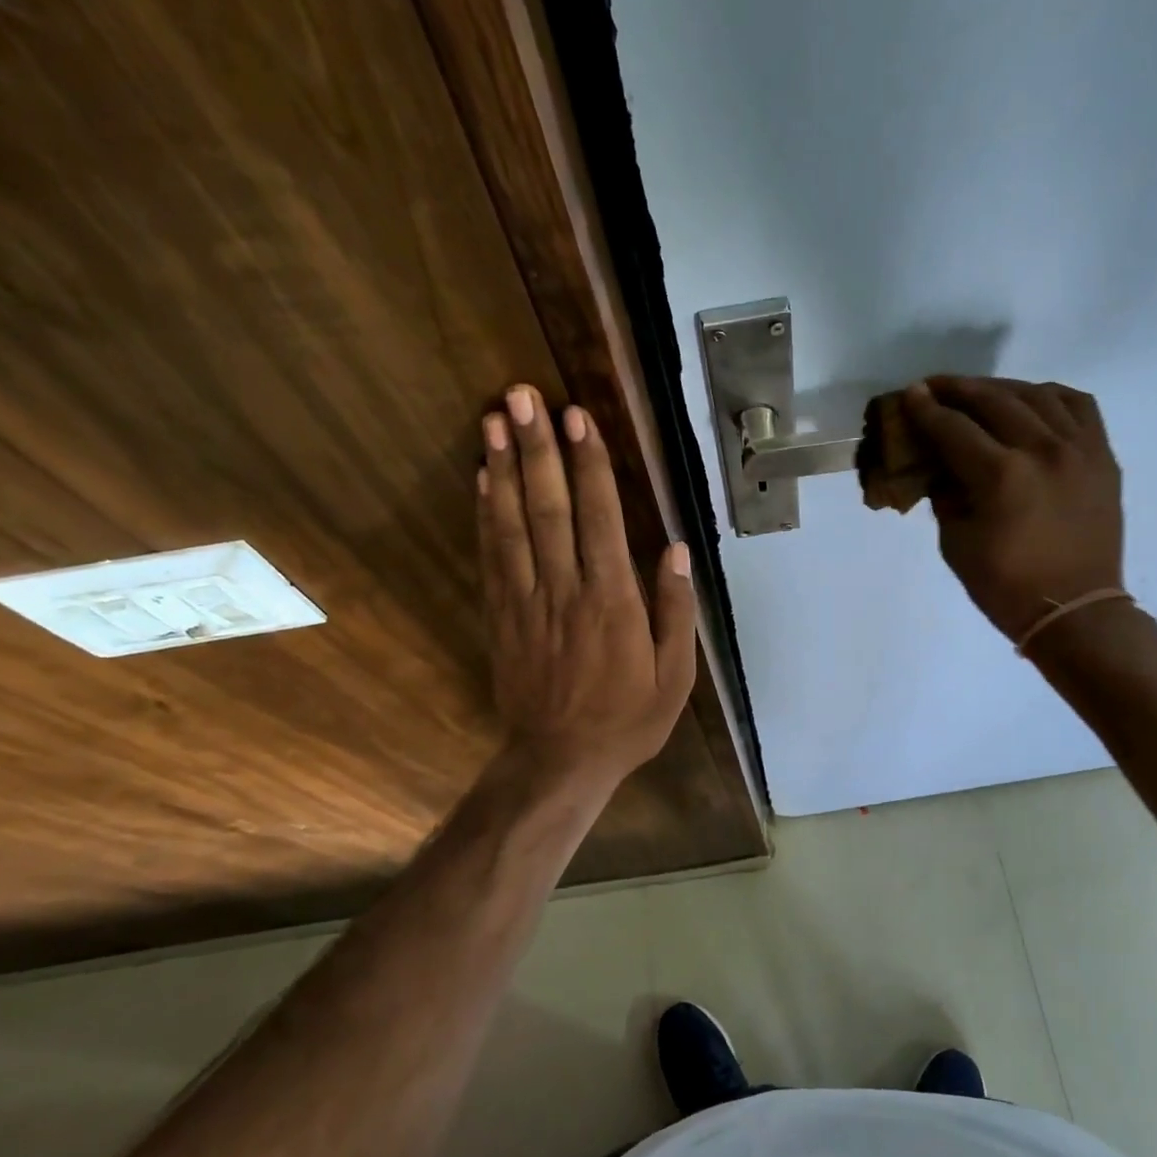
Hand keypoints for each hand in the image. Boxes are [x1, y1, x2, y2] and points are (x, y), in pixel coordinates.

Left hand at [478, 384, 696, 786]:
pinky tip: (481, 479)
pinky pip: (491, 556)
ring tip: (493, 420)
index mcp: (613, 602)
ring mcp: (526, 601)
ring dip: (503, 469)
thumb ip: (674, 610)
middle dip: (538, 448)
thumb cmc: (627, 719)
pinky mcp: (501, 616)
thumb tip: (672, 548)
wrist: (559, 761)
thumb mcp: (674, 676)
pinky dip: (485, 514)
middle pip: (549, 509)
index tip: (577, 418)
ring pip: (512, 525)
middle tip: (522, 396)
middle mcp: (565, 591)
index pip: (600, 519)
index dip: (589, 465)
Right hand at [902, 377, 1124, 642]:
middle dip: (958, 389)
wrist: (1074, 610)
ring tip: (979, 392)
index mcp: (1001, 476)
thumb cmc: (1005, 586)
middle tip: (934, 386)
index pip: (954, 429)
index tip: (910, 394)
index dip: (926, 410)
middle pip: (994, 400)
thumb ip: (946, 495)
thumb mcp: (956, 543)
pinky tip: (1032, 400)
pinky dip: (1050, 396)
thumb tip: (941, 466)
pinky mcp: (1102, 456)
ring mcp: (1080, 449)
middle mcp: (1043, 450)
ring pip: (1037, 395)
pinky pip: (1078, 406)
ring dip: (1001, 387)